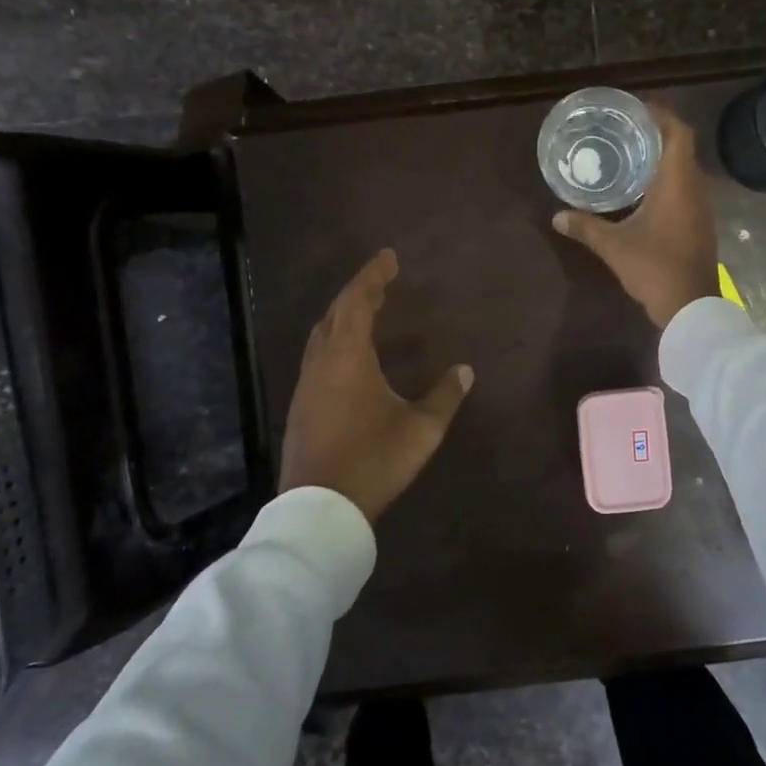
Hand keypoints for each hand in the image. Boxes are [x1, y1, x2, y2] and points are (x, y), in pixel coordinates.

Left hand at [278, 249, 473, 522]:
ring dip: (342, 317)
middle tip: (381, 282)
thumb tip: (464, 370)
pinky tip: (350, 359)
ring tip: (366, 312)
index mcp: (348, 357)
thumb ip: (444, 396)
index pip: (357, 301)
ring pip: (322, 336)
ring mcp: (306, 386)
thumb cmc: (373, 459)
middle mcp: (321, 363)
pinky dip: (335, 342)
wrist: (320, 509)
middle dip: (357, 292)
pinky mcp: (301, 408)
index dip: (373, 276)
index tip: (389, 257)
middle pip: (335, 313)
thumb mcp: (420, 429)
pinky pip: (318, 358)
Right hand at [552, 104, 718, 328]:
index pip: (678, 133)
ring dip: (662, 159)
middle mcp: (695, 189)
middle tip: (625, 131)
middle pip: (682, 148)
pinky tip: (643, 192)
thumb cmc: (654, 268)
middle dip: (656, 135)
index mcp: (677, 183)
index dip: (661, 115)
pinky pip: (685, 190)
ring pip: (685, 171)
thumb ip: (586, 227)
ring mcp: (701, 208)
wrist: (691, 307)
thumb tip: (557, 216)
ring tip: (631, 156)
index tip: (636, 110)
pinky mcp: (700, 225)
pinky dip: (667, 182)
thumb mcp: (614, 246)